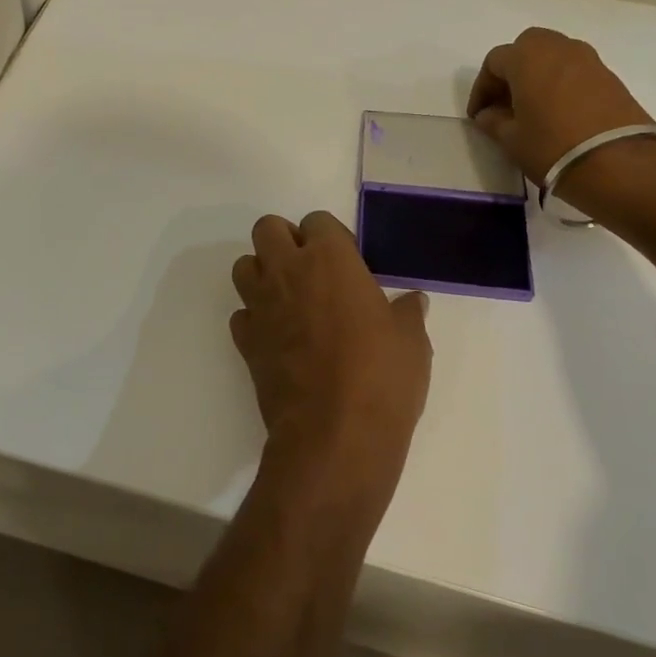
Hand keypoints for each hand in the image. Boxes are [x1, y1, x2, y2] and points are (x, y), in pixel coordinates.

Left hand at [230, 212, 431, 506]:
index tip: (347, 262)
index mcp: (330, 258)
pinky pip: (241, 314)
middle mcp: (288, 272)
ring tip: (290, 299)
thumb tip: (414, 301)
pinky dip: (255, 318)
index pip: (317, 221)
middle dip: (285, 241)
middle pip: (267, 229)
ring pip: (244, 267)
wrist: (333, 436)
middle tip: (311, 271)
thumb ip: (408, 313)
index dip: (330, 238)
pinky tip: (278, 337)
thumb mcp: (411, 342)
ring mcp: (261, 306)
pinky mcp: (245, 342)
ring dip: (263, 274)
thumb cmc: (381, 378)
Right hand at [467, 27, 655, 208]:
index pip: (494, 62)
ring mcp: (589, 59)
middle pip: (526, 48)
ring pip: (553, 57)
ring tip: (531, 109)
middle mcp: (558, 48)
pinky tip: (558, 113)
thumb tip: (489, 114)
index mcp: (527, 57)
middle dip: (511, 72)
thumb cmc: (552, 147)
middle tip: (504, 103)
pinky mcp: (610, 76)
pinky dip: (561, 84)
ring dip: (537, 76)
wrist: (619, 163)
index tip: (478, 115)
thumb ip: (494, 121)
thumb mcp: (512, 139)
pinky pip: (575, 71)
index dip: (481, 89)